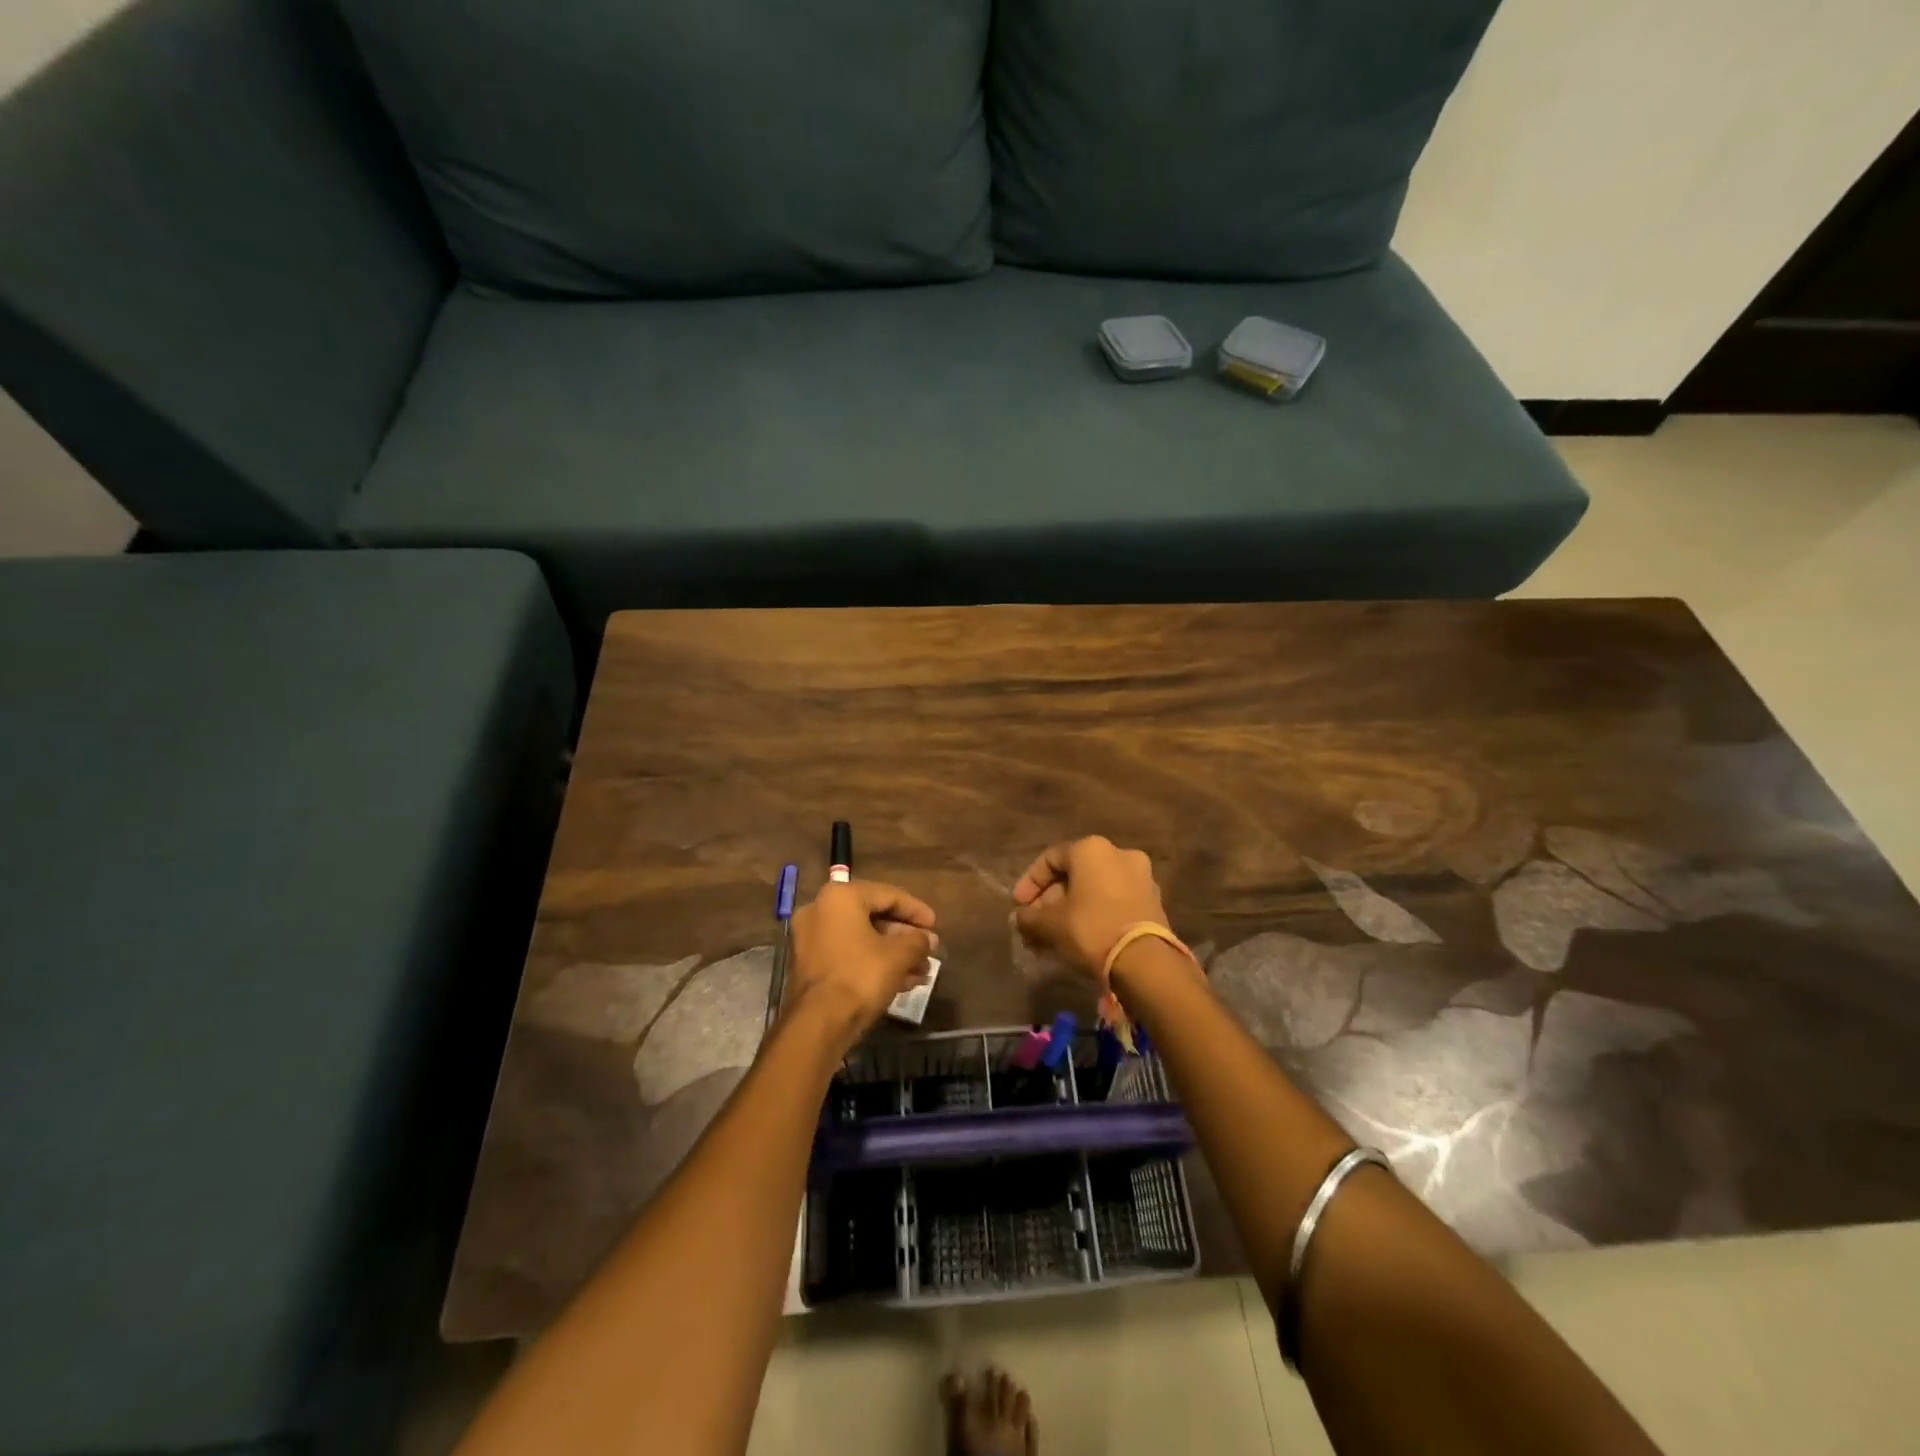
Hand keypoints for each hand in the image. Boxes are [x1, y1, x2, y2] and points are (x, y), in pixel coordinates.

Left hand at [785, 880, 936, 1046]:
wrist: (818, 1024)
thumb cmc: (860, 977)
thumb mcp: (899, 956)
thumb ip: (917, 941)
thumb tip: (928, 940)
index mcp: (840, 897)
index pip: (887, 895)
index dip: (916, 910)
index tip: (935, 925)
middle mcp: (820, 910)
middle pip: (873, 917)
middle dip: (904, 936)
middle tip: (928, 950)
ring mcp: (810, 939)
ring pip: (861, 939)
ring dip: (892, 953)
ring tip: (921, 971)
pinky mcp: (809, 965)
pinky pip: (848, 955)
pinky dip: (872, 963)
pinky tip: (901, 982)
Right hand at [1012, 836, 1168, 979]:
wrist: (1146, 962)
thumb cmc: (1091, 929)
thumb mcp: (1050, 924)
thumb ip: (1029, 917)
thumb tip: (1021, 918)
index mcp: (1091, 849)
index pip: (1050, 859)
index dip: (1029, 883)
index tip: (1018, 907)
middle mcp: (1119, 854)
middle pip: (1074, 875)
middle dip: (1051, 901)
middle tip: (1035, 925)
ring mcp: (1141, 877)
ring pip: (1095, 890)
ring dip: (1072, 910)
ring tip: (1054, 937)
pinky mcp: (1153, 902)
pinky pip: (1114, 902)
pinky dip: (1094, 915)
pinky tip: (1079, 940)